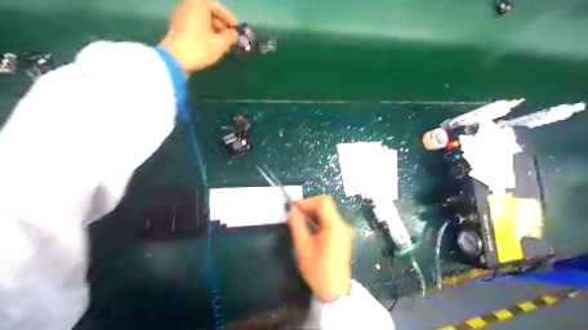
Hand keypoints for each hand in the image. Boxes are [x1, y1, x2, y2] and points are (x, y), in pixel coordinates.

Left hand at [160, 0, 236, 72]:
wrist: (174, 60)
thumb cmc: (199, 49)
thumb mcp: (219, 44)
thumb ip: (230, 37)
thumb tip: (234, 34)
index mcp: (198, 5)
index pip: (218, 8)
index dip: (230, 20)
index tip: (237, 31)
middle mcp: (188, 6)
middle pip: (209, 13)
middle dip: (222, 26)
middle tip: (231, 39)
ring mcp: (181, 16)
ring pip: (203, 20)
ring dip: (215, 31)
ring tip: (223, 45)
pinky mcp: (177, 27)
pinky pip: (195, 26)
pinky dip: (205, 33)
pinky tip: (212, 45)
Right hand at [288, 194, 350, 302]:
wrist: (334, 291)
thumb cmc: (317, 270)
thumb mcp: (303, 246)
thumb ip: (297, 225)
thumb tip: (292, 210)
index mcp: (334, 225)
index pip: (323, 201)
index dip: (307, 202)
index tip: (294, 210)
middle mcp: (342, 225)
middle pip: (326, 205)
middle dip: (309, 207)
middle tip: (295, 217)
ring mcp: (343, 231)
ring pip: (327, 213)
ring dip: (313, 215)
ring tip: (300, 224)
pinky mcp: (342, 237)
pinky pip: (329, 222)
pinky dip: (318, 222)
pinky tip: (309, 231)